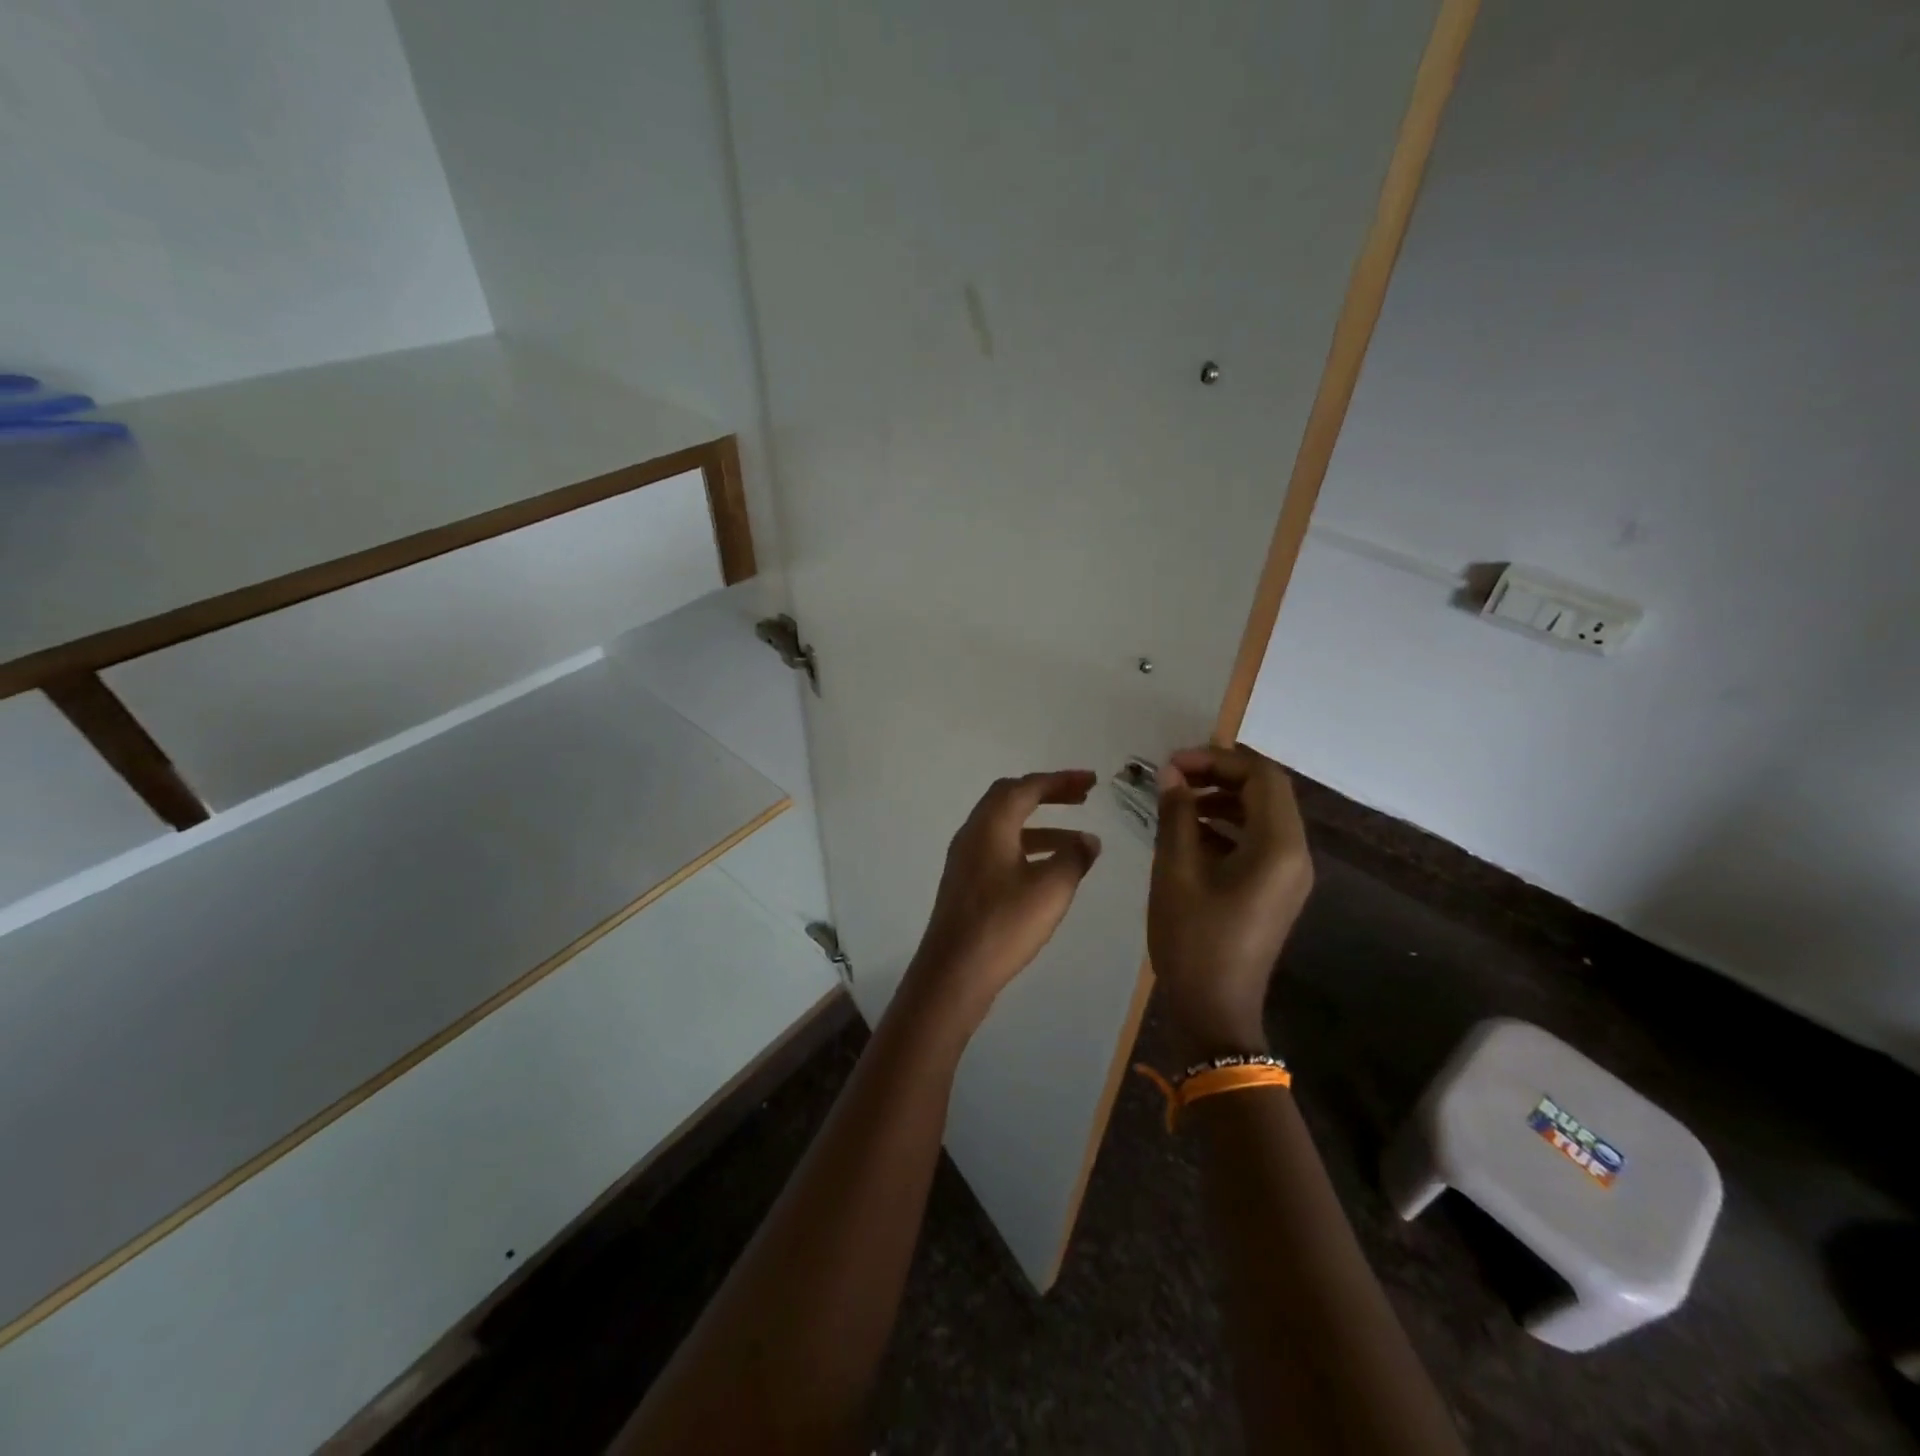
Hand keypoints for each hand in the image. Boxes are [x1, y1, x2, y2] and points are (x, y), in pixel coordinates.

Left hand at [902, 770, 1101, 1026]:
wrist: (953, 973)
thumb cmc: (1004, 925)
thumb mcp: (1050, 890)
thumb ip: (1073, 858)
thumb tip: (1088, 840)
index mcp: (990, 826)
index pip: (1026, 787)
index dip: (1061, 780)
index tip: (1092, 781)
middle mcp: (973, 834)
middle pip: (1010, 799)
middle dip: (1048, 794)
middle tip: (1082, 797)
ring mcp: (965, 859)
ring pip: (1005, 826)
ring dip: (1042, 825)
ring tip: (1079, 840)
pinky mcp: (966, 883)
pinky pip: (1000, 848)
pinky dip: (1028, 847)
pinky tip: (1049, 870)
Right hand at [1147, 745, 1313, 1057]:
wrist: (1215, 1010)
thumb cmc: (1193, 939)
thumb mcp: (1175, 871)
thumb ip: (1176, 815)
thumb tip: (1170, 773)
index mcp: (1279, 846)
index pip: (1261, 776)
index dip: (1217, 759)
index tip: (1173, 764)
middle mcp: (1295, 854)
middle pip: (1266, 792)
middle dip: (1219, 775)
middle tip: (1173, 776)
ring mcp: (1289, 874)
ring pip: (1262, 815)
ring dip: (1222, 799)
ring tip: (1176, 802)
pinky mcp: (1276, 890)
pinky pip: (1258, 841)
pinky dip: (1227, 826)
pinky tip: (1189, 834)